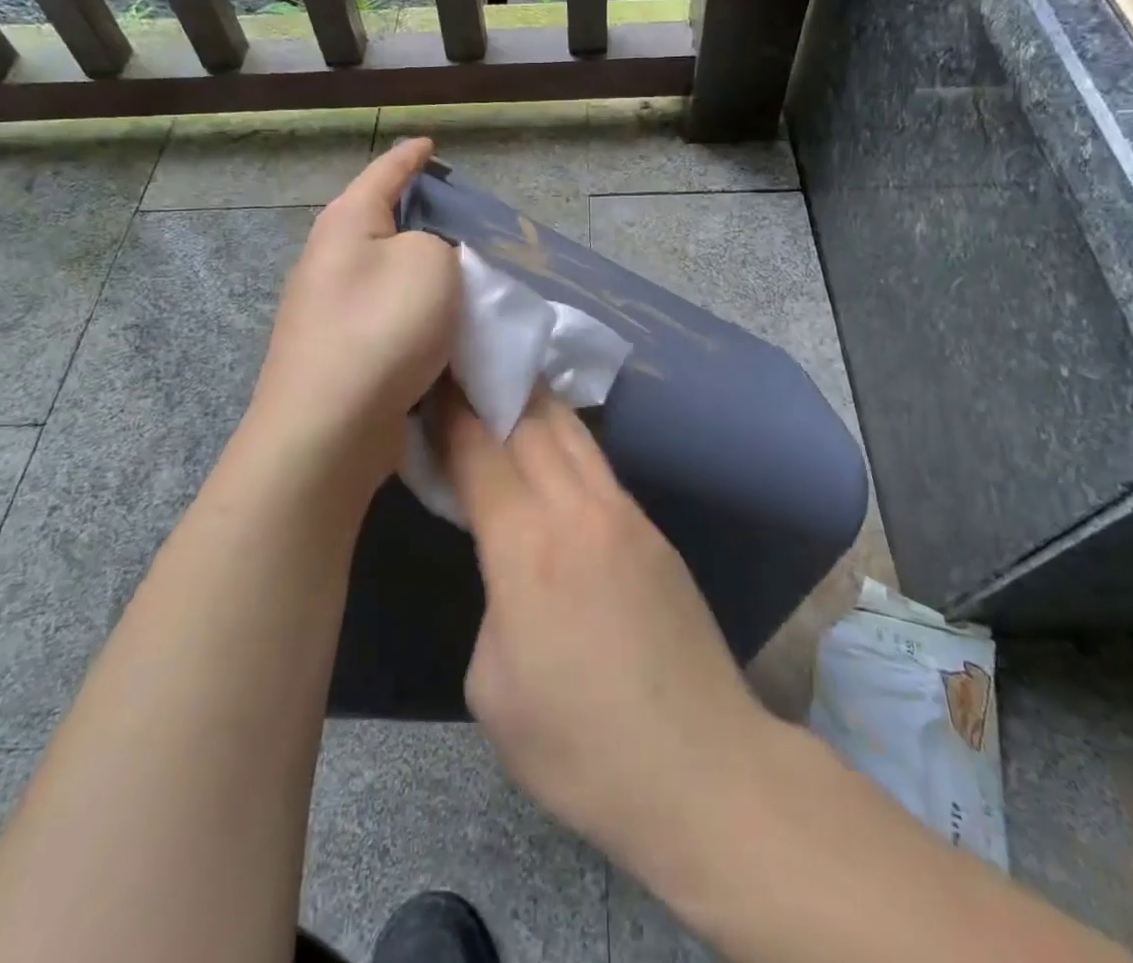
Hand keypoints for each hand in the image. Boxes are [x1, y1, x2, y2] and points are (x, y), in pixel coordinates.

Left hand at [242, 138, 459, 502]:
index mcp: (347, 222)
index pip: (386, 172)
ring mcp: (328, 308)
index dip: (413, 156)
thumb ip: (441, 242)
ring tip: (465, 274)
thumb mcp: (430, 262)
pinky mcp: (339, 351)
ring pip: (388, 273)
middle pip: (383, 222)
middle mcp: (330, 258)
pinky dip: (416, 312)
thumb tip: (431, 256)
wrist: (329, 427)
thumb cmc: (382, 327)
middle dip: (422, 216)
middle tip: (467, 218)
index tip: (432, 145)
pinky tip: (443, 325)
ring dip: (423, 270)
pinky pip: (387, 315)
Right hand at [436, 384, 772, 869]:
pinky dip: (566, 438)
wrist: (702, 768)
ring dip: (534, 401)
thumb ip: (491, 600)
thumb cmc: (580, 745)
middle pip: (531, 419)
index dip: (450, 409)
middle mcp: (578, 509)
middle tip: (463, 364)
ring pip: (572, 431)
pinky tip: (551, 444)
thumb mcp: (492, 686)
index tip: (430, 376)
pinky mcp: (654, 530)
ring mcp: (625, 513)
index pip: (479, 449)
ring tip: (505, 383)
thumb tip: (507, 566)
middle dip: (492, 386)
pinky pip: (598, 464)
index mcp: (527, 546)